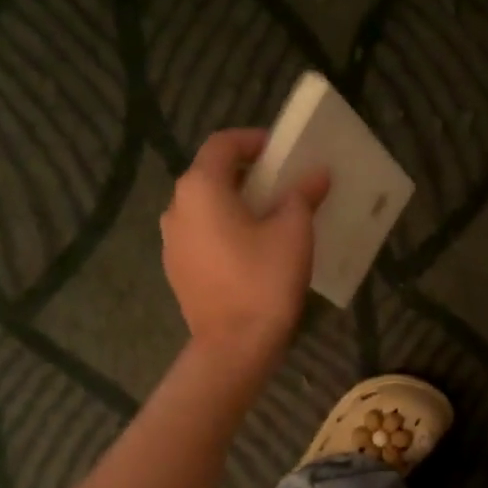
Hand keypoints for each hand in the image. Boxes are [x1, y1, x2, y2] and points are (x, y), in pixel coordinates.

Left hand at [161, 129, 329, 373]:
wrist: (235, 346)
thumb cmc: (264, 280)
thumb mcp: (294, 231)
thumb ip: (303, 194)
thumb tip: (316, 174)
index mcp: (200, 188)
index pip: (223, 144)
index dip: (254, 140)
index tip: (282, 151)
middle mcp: (176, 208)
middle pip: (211, 175)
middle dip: (247, 174)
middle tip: (282, 184)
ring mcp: (171, 242)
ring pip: (205, 208)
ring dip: (235, 204)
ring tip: (269, 219)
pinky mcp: (176, 270)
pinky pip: (201, 236)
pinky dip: (224, 232)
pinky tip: (251, 251)